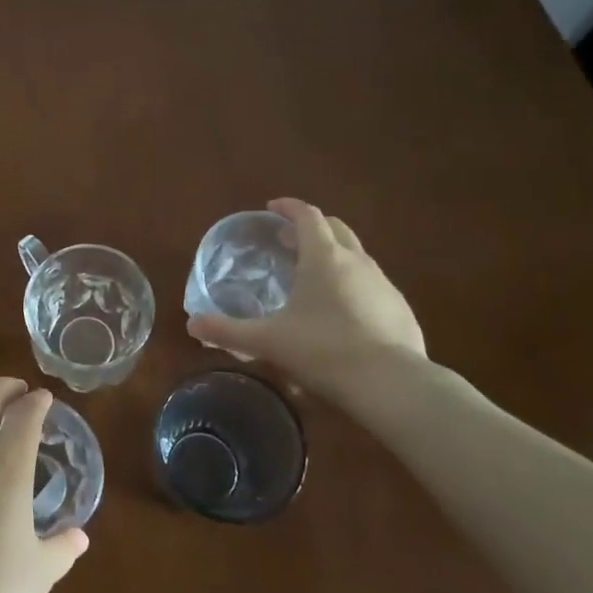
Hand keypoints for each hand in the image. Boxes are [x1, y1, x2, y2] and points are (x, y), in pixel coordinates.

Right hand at [187, 197, 426, 395]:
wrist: (392, 385)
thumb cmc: (323, 351)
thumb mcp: (268, 342)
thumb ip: (228, 331)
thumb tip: (192, 325)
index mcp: (323, 258)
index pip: (307, 216)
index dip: (288, 207)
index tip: (271, 208)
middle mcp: (356, 261)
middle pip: (335, 228)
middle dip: (311, 227)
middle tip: (288, 241)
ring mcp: (384, 285)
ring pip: (356, 256)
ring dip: (333, 256)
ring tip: (312, 278)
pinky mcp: (401, 310)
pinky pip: (372, 285)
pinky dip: (353, 285)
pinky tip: (342, 314)